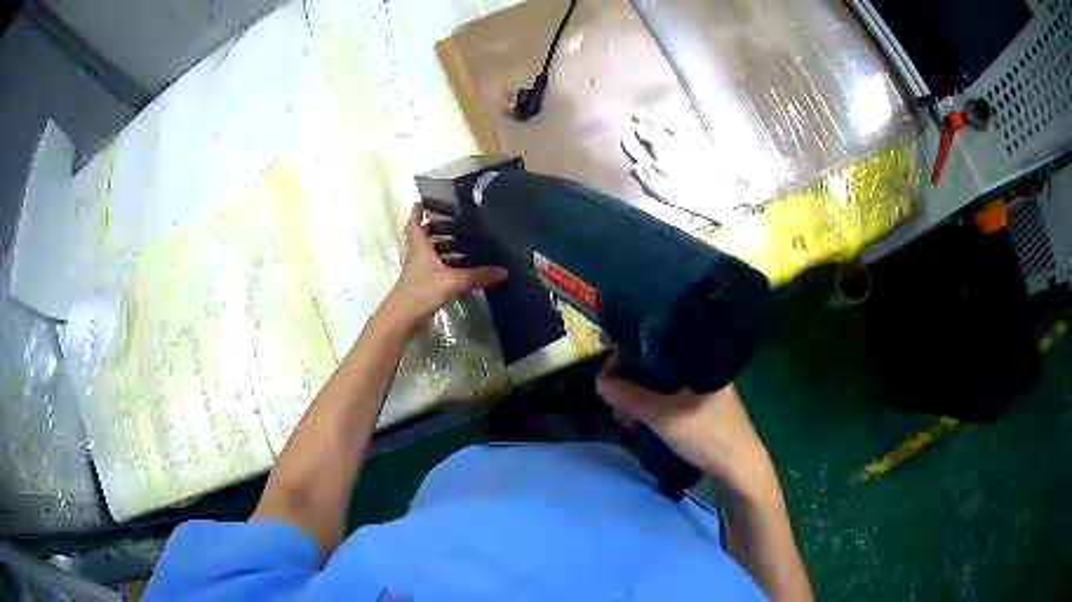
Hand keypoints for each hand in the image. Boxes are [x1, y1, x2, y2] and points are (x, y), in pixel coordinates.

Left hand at [385, 204, 507, 328]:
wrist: (401, 319)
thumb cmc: (421, 292)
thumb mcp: (451, 281)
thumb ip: (477, 276)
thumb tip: (503, 271)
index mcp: (420, 247)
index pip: (415, 224)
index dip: (418, 212)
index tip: (423, 201)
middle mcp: (418, 256)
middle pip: (426, 237)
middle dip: (439, 229)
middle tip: (458, 223)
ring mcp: (419, 272)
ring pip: (432, 254)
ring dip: (446, 249)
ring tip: (468, 245)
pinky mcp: (423, 286)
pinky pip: (437, 269)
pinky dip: (449, 266)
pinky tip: (464, 270)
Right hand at [596, 356, 770, 488]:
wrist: (738, 469)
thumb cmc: (706, 435)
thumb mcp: (662, 416)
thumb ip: (629, 397)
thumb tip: (599, 382)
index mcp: (697, 357)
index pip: (654, 342)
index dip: (627, 355)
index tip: (609, 374)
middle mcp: (699, 365)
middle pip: (653, 364)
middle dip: (628, 382)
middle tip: (615, 404)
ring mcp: (700, 387)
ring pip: (658, 384)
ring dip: (636, 398)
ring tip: (625, 418)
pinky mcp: (699, 405)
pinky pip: (666, 398)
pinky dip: (649, 407)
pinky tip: (639, 422)